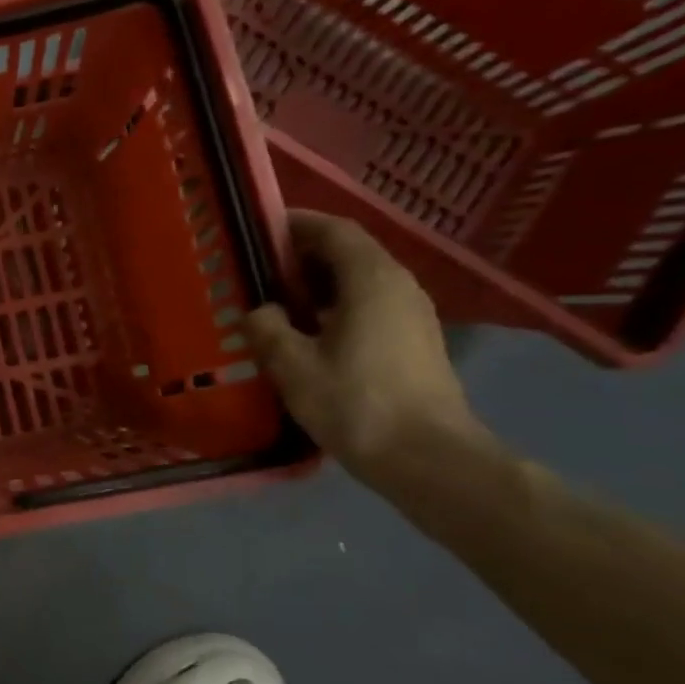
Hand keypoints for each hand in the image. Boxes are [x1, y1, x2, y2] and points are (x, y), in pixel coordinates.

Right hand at [245, 211, 485, 477]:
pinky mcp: (415, 342)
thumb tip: (259, 311)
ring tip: (275, 301)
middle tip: (256, 269)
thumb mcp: (292, 365)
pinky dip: (335, 305)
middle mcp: (398, 285)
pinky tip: (307, 333)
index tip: (257, 229)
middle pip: (348, 252)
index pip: (333, 230)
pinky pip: (369, 305)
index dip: (295, 224)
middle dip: (302, 254)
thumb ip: (266, 327)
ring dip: (318, 282)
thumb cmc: (355, 403)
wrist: (428, 458)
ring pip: (359, 280)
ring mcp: (412, 314)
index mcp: (370, 279)